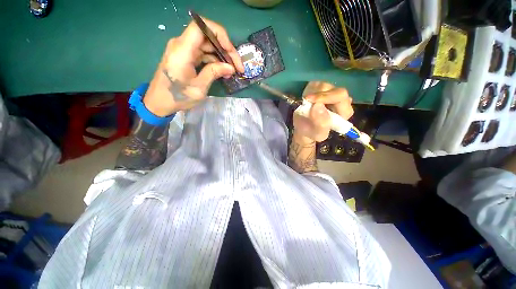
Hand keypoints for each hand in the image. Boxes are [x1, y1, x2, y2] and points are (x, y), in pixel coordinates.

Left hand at [143, 17, 244, 116]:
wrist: (159, 102)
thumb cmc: (177, 97)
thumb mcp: (199, 88)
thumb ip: (214, 73)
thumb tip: (231, 67)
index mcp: (182, 50)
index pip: (201, 26)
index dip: (219, 34)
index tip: (230, 51)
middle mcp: (182, 45)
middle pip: (208, 37)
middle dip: (225, 49)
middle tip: (237, 66)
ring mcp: (184, 50)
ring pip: (207, 46)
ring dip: (222, 57)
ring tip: (232, 71)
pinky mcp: (186, 56)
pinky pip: (203, 53)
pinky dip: (214, 61)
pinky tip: (223, 71)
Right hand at [293, 81, 353, 141]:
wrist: (304, 128)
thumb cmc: (312, 132)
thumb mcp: (317, 134)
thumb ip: (321, 123)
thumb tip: (318, 105)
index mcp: (345, 111)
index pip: (340, 96)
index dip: (326, 96)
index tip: (310, 100)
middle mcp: (341, 100)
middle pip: (332, 88)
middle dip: (317, 94)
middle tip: (306, 100)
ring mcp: (332, 92)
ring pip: (322, 85)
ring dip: (311, 93)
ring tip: (306, 103)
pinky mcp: (322, 89)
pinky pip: (315, 84)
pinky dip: (308, 90)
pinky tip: (306, 100)